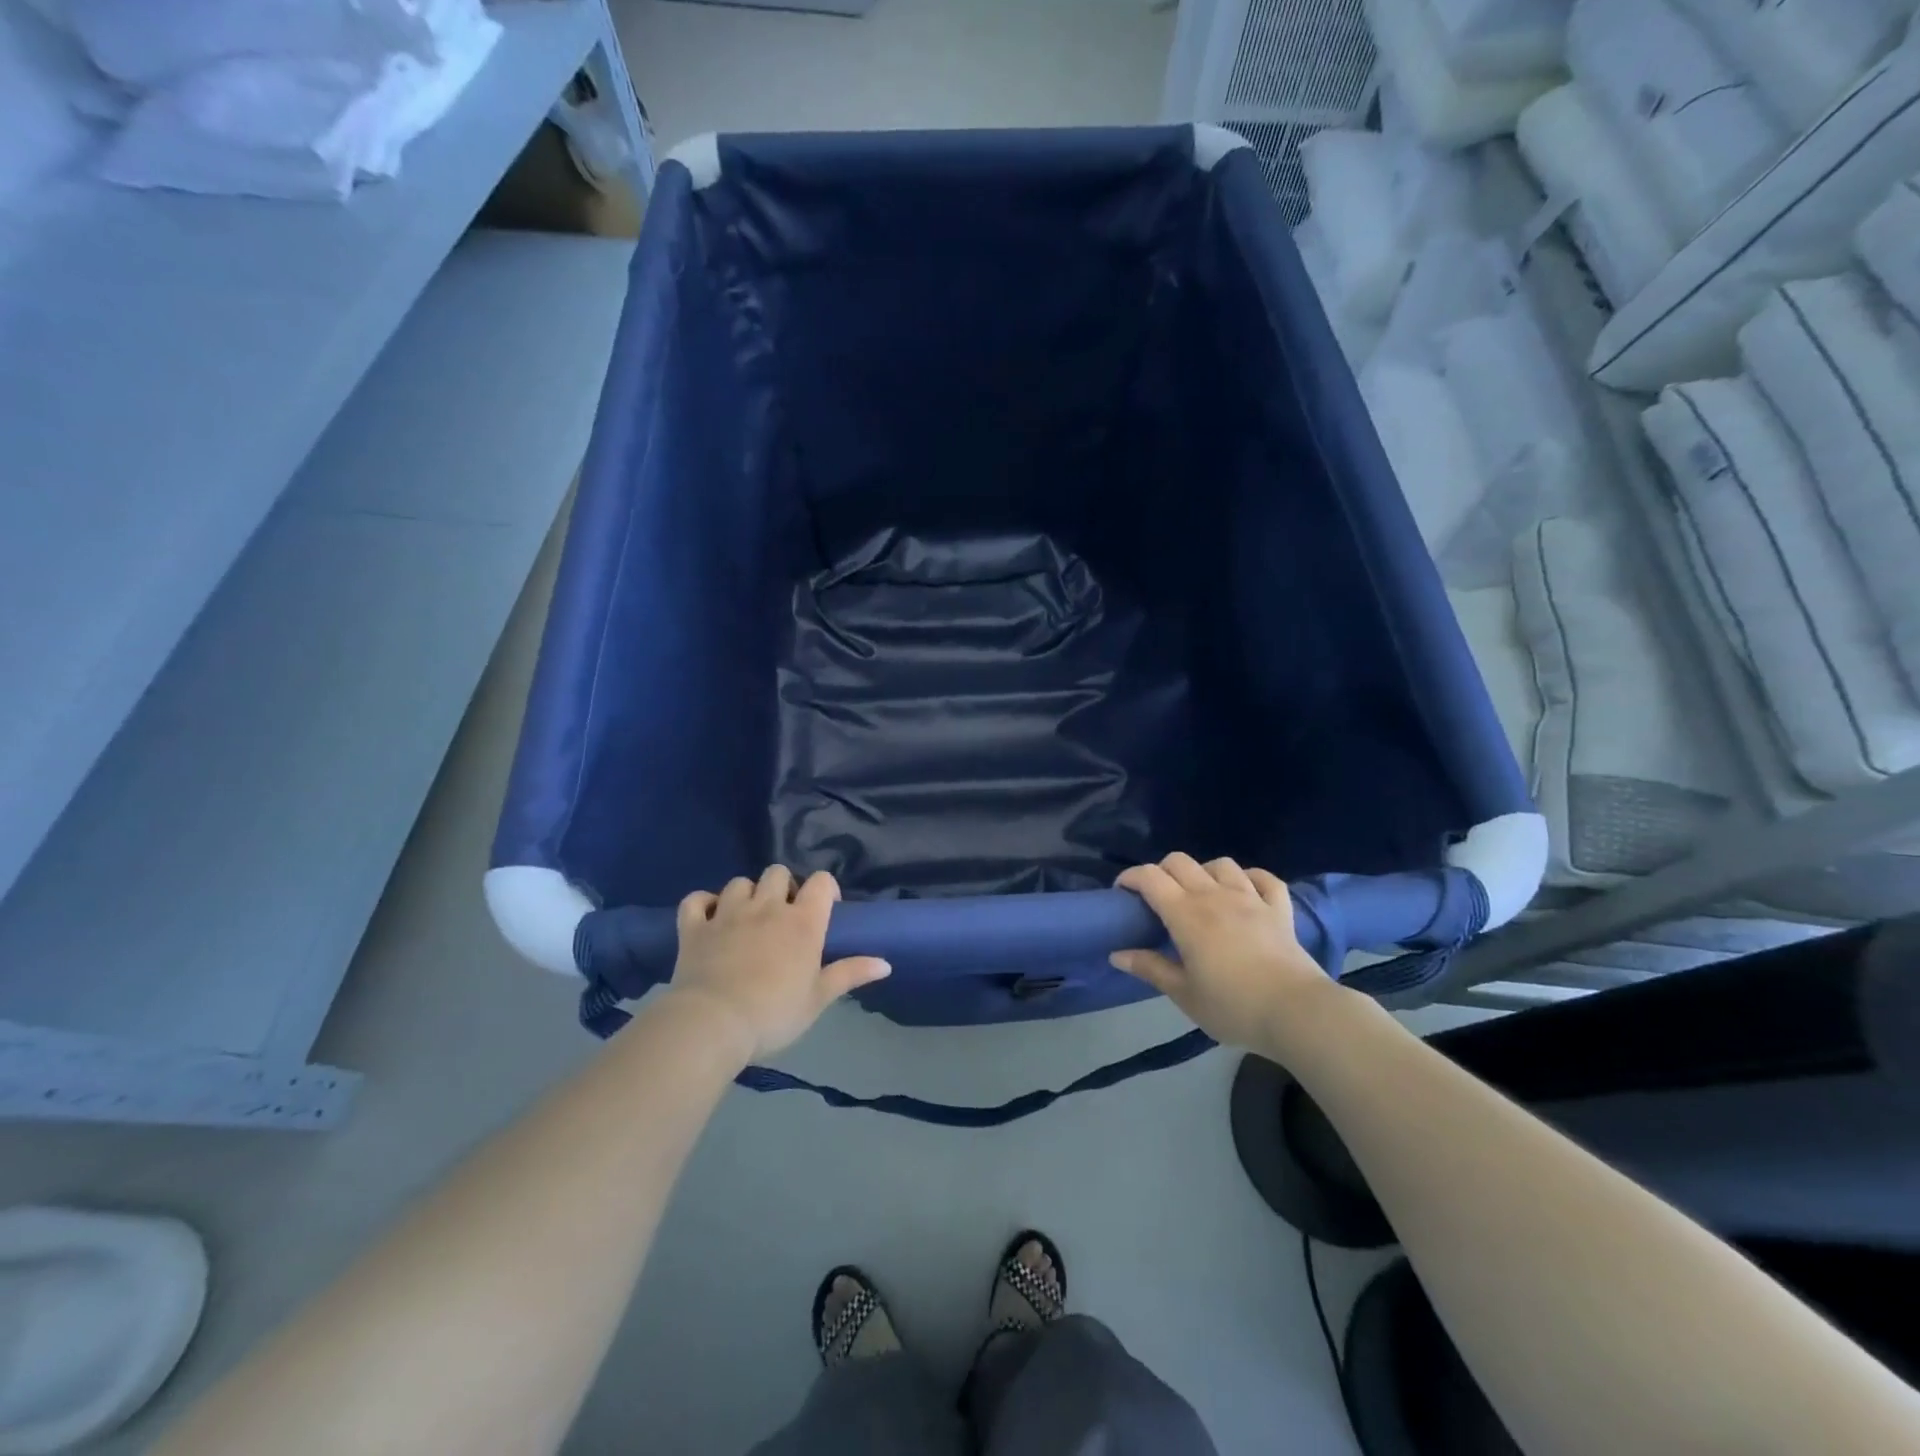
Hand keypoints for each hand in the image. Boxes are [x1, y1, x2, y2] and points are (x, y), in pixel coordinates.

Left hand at [666, 866, 889, 1062]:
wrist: (713, 1024)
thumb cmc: (774, 1014)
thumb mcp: (818, 999)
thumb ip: (850, 974)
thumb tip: (886, 963)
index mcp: (802, 922)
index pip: (821, 882)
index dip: (825, 889)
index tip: (826, 909)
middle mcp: (767, 907)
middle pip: (778, 872)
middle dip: (783, 887)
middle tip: (784, 915)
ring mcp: (727, 913)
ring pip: (739, 882)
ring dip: (746, 894)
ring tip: (747, 917)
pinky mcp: (694, 926)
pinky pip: (696, 900)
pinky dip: (703, 904)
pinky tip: (708, 916)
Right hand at [1109, 853, 1337, 1049]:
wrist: (1297, 1012)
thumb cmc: (1233, 1006)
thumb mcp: (1184, 994)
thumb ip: (1150, 968)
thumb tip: (1117, 954)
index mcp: (1186, 914)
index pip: (1150, 877)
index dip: (1130, 877)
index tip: (1121, 893)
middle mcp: (1215, 896)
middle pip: (1180, 862)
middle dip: (1161, 871)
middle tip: (1157, 898)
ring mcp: (1250, 898)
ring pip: (1221, 864)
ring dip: (1204, 872)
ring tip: (1201, 894)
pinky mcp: (1279, 909)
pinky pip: (1265, 879)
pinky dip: (1251, 878)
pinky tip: (1245, 891)